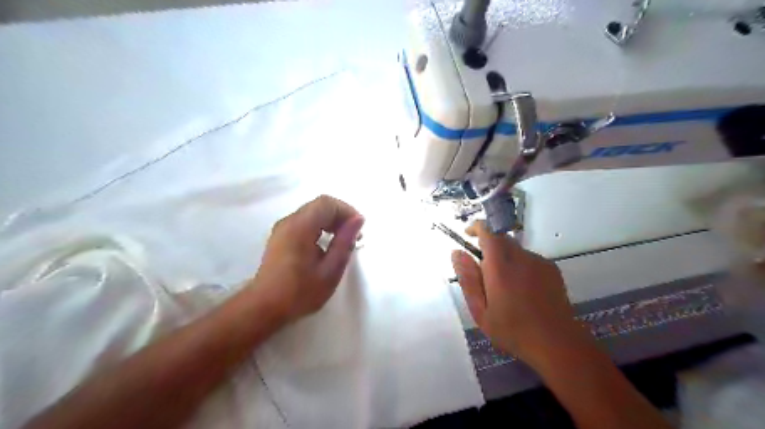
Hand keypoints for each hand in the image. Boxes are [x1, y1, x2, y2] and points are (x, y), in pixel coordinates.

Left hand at [246, 197, 362, 323]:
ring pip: (312, 213)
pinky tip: (326, 246)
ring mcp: (282, 228)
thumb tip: (358, 220)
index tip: (359, 229)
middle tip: (354, 236)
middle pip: (319, 205)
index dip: (347, 211)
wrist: (264, 308)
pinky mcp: (280, 237)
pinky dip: (319, 227)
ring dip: (330, 221)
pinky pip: (304, 222)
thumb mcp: (330, 270)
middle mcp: (289, 221)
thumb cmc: (300, 292)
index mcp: (301, 227)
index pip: (327, 203)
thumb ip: (345, 242)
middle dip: (340, 216)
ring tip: (343, 242)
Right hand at [450, 221, 593, 368]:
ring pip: (515, 250)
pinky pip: (529, 259)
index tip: (468, 235)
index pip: (488, 231)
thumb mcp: (480, 310)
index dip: (476, 227)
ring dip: (505, 259)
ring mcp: (539, 262)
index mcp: (501, 266)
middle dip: (489, 248)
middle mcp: (521, 257)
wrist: (558, 344)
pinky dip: (520, 267)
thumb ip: (468, 279)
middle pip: (501, 238)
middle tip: (484, 275)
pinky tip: (523, 292)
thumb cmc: (513, 330)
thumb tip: (457, 253)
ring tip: (505, 289)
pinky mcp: (552, 269)